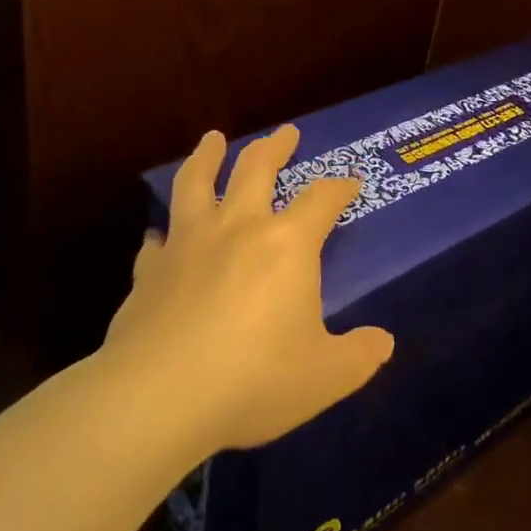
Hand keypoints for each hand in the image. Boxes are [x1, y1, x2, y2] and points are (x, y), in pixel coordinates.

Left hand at [103, 125, 394, 453]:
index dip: (340, 187)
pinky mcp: (148, 272)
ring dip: (207, 156)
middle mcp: (237, 228)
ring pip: (197, 182)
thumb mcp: (325, 377)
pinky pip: (157, 241)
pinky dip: (164, 233)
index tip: (351, 182)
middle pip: (256, 169)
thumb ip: (358, 356)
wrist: (158, 399)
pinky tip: (160, 236)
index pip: (322, 199)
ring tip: (212, 139)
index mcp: (286, 244)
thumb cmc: (254, 381)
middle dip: (275, 147)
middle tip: (286, 131)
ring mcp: (187, 244)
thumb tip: (382, 342)